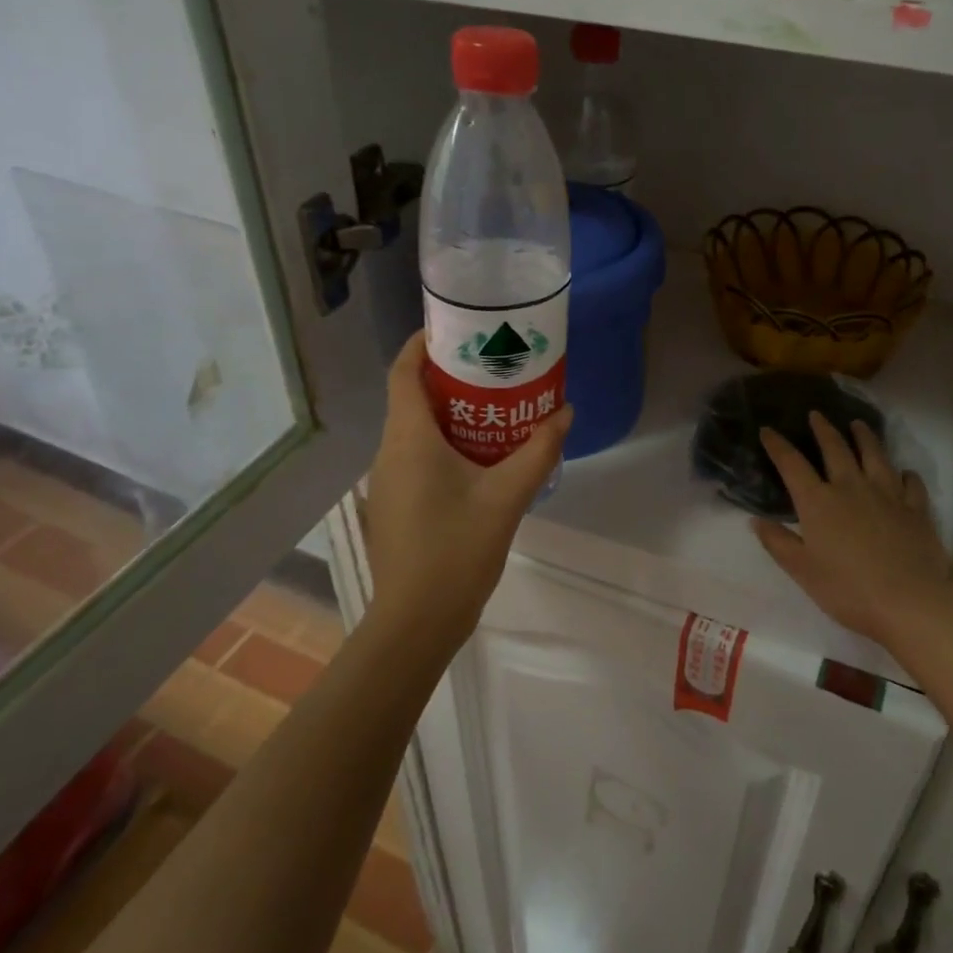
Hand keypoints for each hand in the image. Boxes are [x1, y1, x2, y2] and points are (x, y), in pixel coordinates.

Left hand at [361, 332, 572, 649]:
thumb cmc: (457, 550)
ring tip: (496, 405)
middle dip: (448, 376)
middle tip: (493, 366)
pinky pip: (416, 454)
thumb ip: (539, 451)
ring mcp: (387, 480)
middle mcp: (389, 451)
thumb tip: (565, 413)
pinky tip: (480, 455)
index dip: (423, 343)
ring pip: (415, 428)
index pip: (403, 372)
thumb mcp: (507, 497)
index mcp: (409, 439)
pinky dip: (444, 440)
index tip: (458, 329)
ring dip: (449, 410)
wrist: (416, 622)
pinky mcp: (395, 503)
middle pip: (411, 396)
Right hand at [752, 413, 952, 648]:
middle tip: (817, 414)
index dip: (778, 445)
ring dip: (865, 437)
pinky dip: (906, 474)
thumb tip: (756, 520)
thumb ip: (778, 543)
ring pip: (875, 455)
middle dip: (823, 429)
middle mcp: (851, 487)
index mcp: (819, 502)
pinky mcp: (915, 509)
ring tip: (859, 425)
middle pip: (835, 449)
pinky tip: (904, 472)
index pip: (792, 464)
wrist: (910, 602)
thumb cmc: (848, 589)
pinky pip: (911, 484)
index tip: (768, 430)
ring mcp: (887, 495)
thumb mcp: (802, 571)